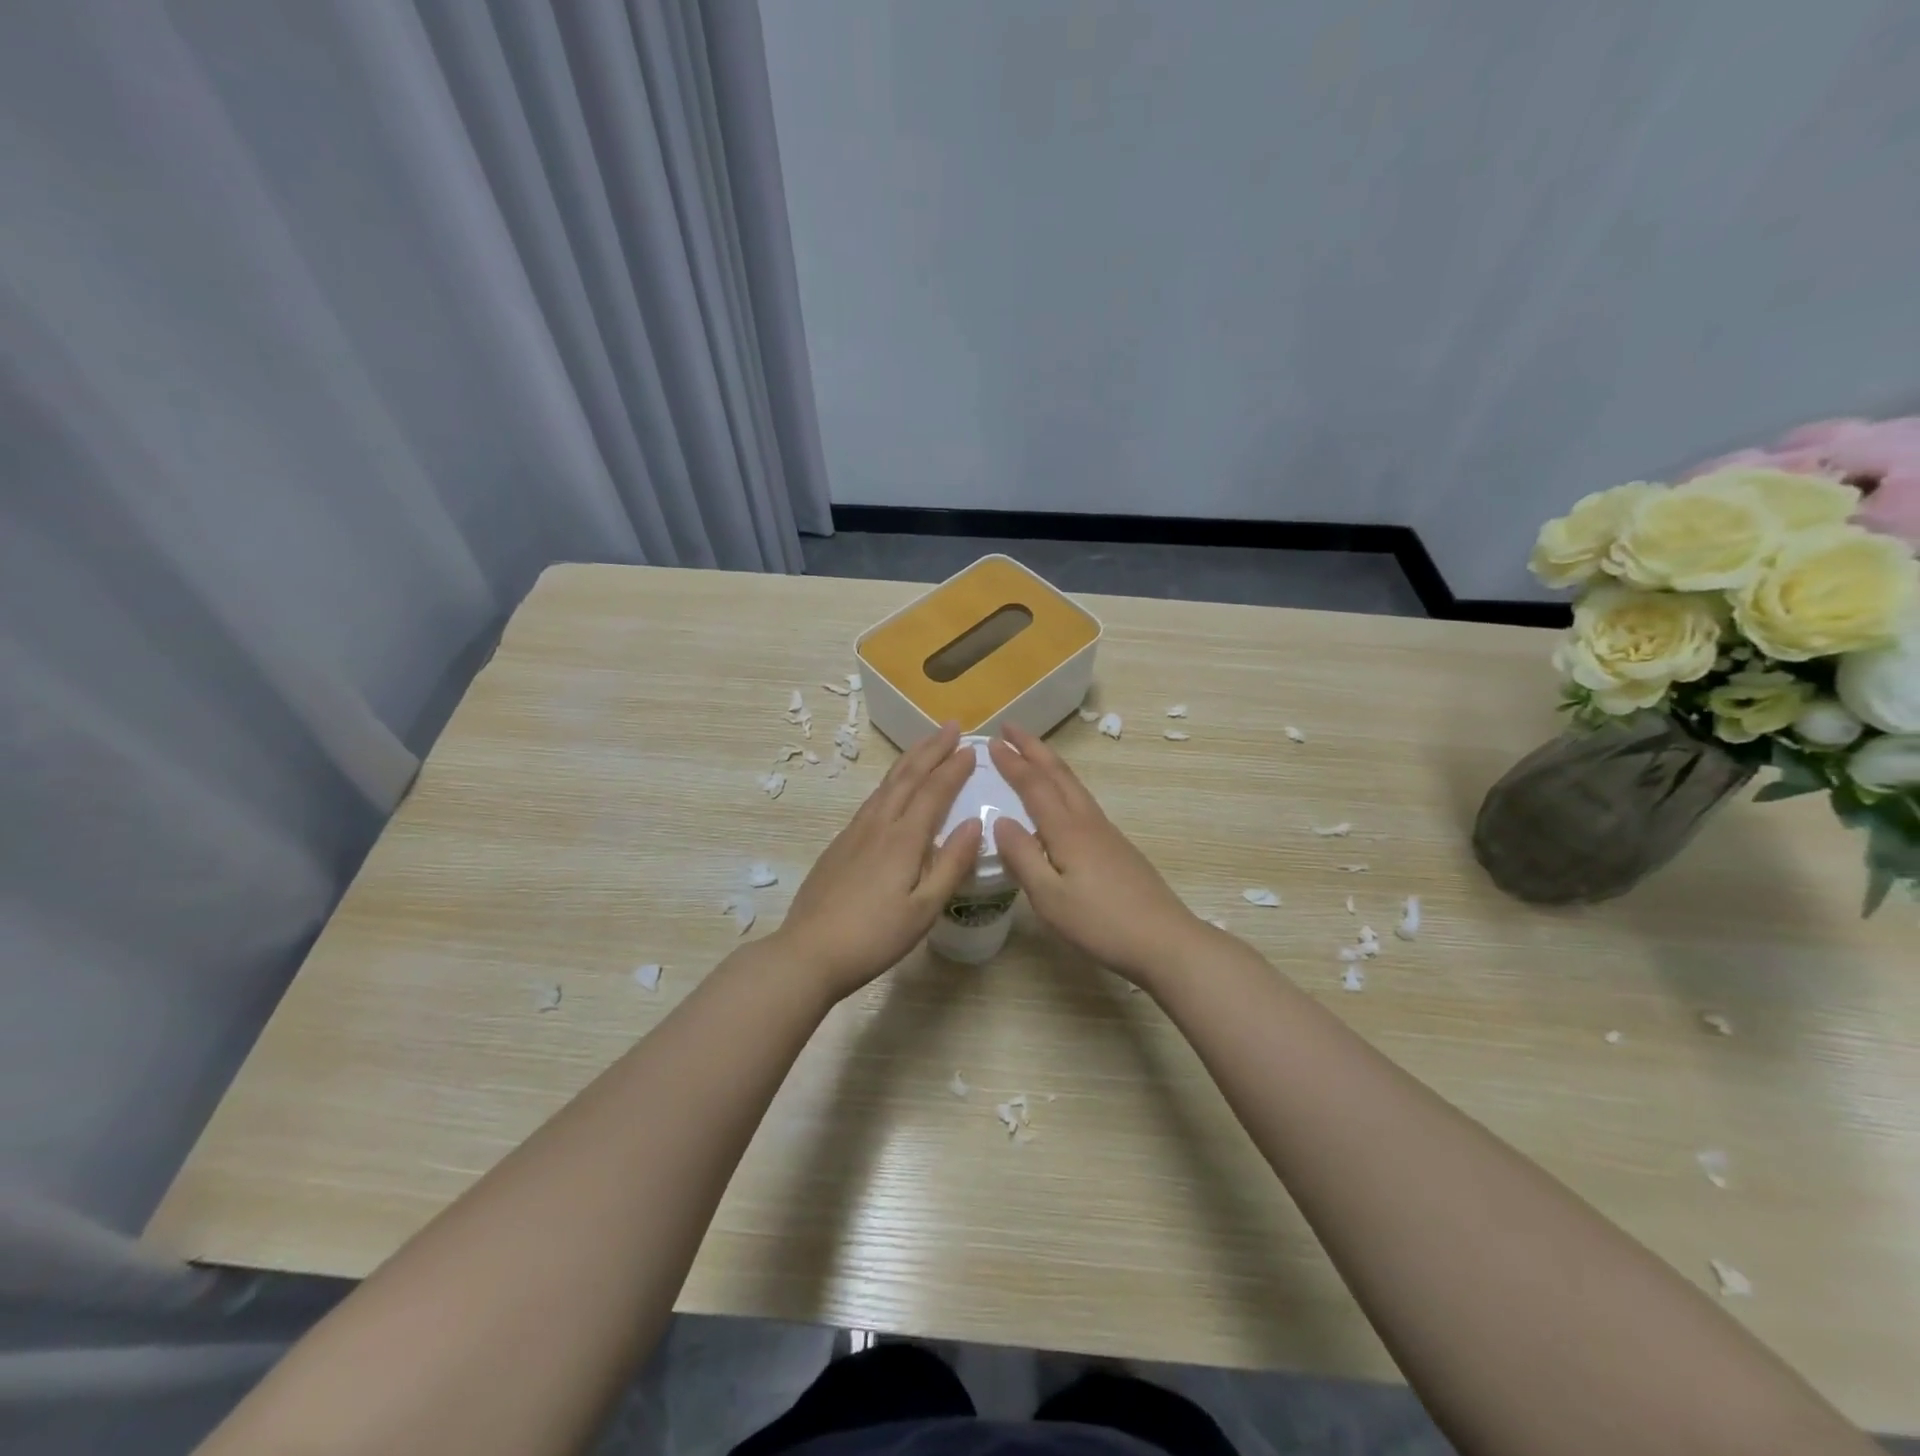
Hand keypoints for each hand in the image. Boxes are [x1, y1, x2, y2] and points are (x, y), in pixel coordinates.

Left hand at [774, 722, 981, 1000]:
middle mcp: (878, 825)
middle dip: (931, 749)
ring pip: (886, 784)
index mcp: (903, 839)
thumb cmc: (874, 936)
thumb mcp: (923, 909)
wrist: (809, 951)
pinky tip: (892, 788)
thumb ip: (951, 864)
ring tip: (925, 744)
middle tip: (951, 726)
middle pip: (907, 776)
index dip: (954, 768)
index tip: (972, 747)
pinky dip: (890, 782)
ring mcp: (855, 832)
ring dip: (909, 760)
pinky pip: (872, 799)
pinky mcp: (840, 844)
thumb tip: (975, 823)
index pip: (934, 792)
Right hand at [989, 724, 1210, 987]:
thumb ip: (1023, 858)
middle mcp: (1087, 822)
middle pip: (1059, 774)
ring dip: (1050, 763)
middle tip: (1010, 727)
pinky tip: (1061, 799)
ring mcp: (1106, 832)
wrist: (1165, 940)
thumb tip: (1001, 821)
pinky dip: (1064, 785)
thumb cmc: (1101, 922)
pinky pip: (1082, 801)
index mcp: (1067, 831)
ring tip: (1032, 753)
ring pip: (1074, 785)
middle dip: (1033, 748)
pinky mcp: (1117, 847)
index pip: (1034, 786)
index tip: (992, 742)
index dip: (1012, 762)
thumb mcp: (1050, 898)